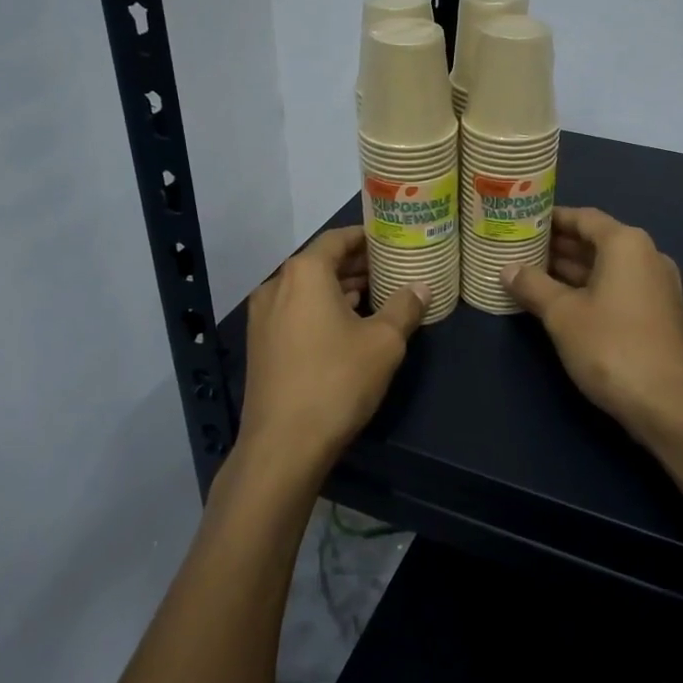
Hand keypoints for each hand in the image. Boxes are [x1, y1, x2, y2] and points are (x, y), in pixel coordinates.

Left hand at [238, 227, 429, 475]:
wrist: (283, 446)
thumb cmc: (337, 381)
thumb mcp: (384, 342)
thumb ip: (405, 307)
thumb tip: (422, 287)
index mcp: (304, 273)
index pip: (337, 239)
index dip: (365, 237)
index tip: (390, 240)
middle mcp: (276, 286)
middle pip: (320, 263)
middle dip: (355, 264)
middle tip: (390, 268)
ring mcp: (263, 317)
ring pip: (306, 290)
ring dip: (339, 289)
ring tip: (375, 295)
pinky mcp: (260, 345)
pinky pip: (295, 312)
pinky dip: (321, 310)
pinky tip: (347, 327)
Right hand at [504, 207, 682, 444]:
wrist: (667, 402)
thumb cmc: (610, 345)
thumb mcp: (562, 314)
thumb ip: (533, 286)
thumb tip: (507, 269)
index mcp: (626, 244)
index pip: (583, 218)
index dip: (551, 219)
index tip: (522, 222)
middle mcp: (647, 256)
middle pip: (596, 241)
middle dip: (558, 246)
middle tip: (520, 249)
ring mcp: (657, 286)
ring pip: (607, 267)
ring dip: (572, 270)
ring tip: (532, 274)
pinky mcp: (659, 314)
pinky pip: (618, 288)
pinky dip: (590, 289)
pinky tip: (561, 302)